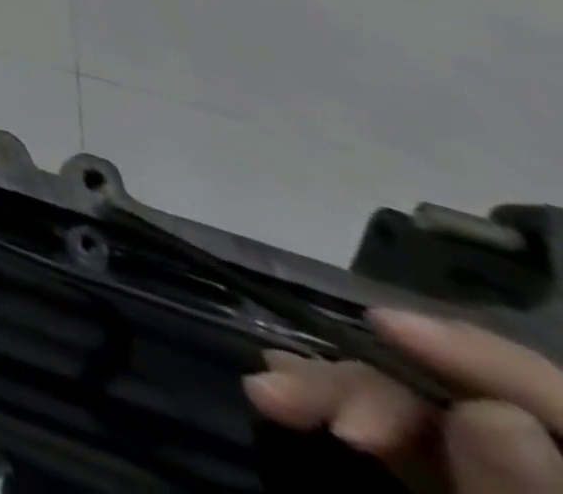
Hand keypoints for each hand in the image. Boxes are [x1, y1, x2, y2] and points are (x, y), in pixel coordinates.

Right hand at [246, 309, 562, 490]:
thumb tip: (492, 415)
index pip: (553, 400)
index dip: (476, 355)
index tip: (380, 323)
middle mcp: (540, 467)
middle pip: (466, 399)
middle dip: (367, 386)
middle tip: (288, 399)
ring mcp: (492, 478)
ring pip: (416, 409)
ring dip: (335, 392)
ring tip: (267, 397)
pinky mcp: (445, 486)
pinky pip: (398, 437)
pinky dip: (338, 408)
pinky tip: (287, 394)